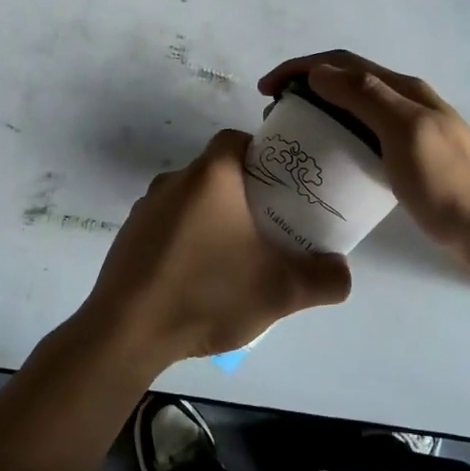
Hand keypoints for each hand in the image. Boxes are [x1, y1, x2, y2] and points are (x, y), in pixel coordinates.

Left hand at [80, 130, 351, 365]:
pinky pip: (167, 225)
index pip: (236, 139)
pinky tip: (198, 277)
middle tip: (269, 224)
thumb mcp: (280, 291)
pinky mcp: (129, 237)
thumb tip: (342, 270)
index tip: (281, 183)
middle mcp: (173, 181)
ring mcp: (145, 208)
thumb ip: (324, 279)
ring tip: (236, 255)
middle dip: (243, 192)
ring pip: (190, 199)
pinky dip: (186, 239)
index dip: (262, 153)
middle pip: (215, 171)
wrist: (128, 331)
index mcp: (209, 176)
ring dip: (213, 217)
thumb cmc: (207, 293)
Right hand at [259, 50, 469, 257]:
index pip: (342, 64)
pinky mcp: (407, 162)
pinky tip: (326, 164)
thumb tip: (319, 72)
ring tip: (292, 138)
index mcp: (403, 90)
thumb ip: (366, 98)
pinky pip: (362, 140)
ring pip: (352, 111)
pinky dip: (336, 140)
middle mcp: (403, 104)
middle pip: (345, 83)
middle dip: (305, 89)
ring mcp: (407, 133)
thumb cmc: (450, 183)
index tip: (265, 90)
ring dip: (319, 113)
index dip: (300, 68)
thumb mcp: (407, 132)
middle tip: (275, 118)